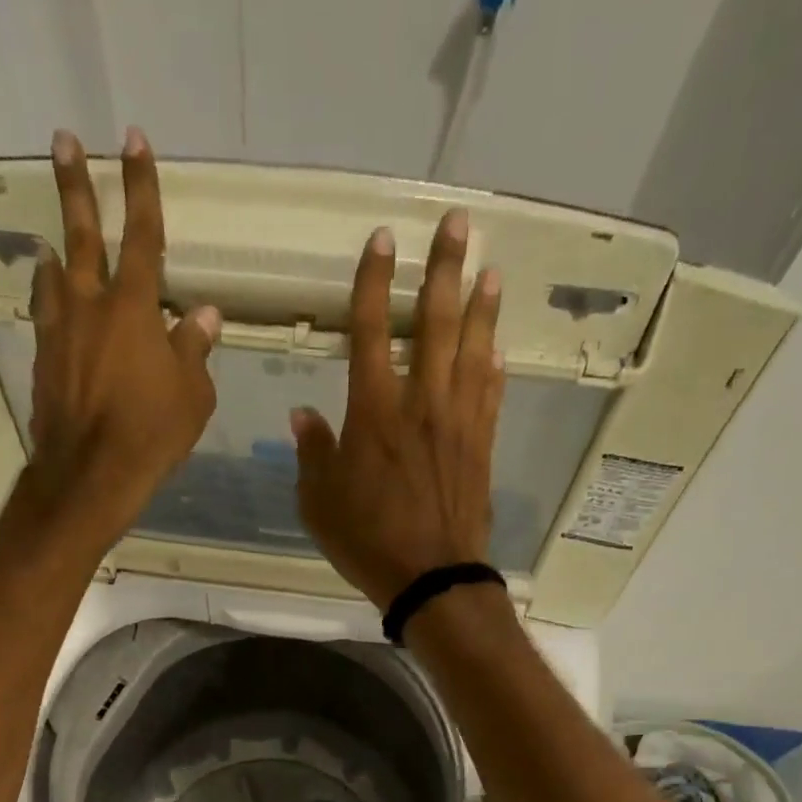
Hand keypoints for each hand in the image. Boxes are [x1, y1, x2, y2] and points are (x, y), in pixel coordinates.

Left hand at [9, 127, 220, 545]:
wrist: (91, 474)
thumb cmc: (152, 433)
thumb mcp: (193, 395)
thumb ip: (194, 348)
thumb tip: (202, 315)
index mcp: (134, 307)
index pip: (142, 234)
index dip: (140, 185)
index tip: (133, 139)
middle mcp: (90, 306)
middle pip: (81, 234)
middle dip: (75, 184)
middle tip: (62, 142)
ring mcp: (60, 333)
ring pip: (54, 276)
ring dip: (55, 252)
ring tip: (51, 241)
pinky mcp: (44, 362)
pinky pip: (47, 320)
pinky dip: (51, 304)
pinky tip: (53, 307)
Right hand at [291, 209, 504, 609]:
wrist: (432, 576)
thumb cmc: (368, 540)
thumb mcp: (319, 502)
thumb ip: (313, 453)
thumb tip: (302, 414)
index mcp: (374, 412)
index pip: (372, 331)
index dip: (374, 282)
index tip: (382, 240)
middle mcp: (421, 403)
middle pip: (437, 322)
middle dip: (444, 269)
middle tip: (457, 224)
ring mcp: (458, 422)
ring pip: (473, 350)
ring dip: (482, 307)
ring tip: (490, 271)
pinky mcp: (482, 446)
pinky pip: (490, 394)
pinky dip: (494, 367)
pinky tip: (498, 347)